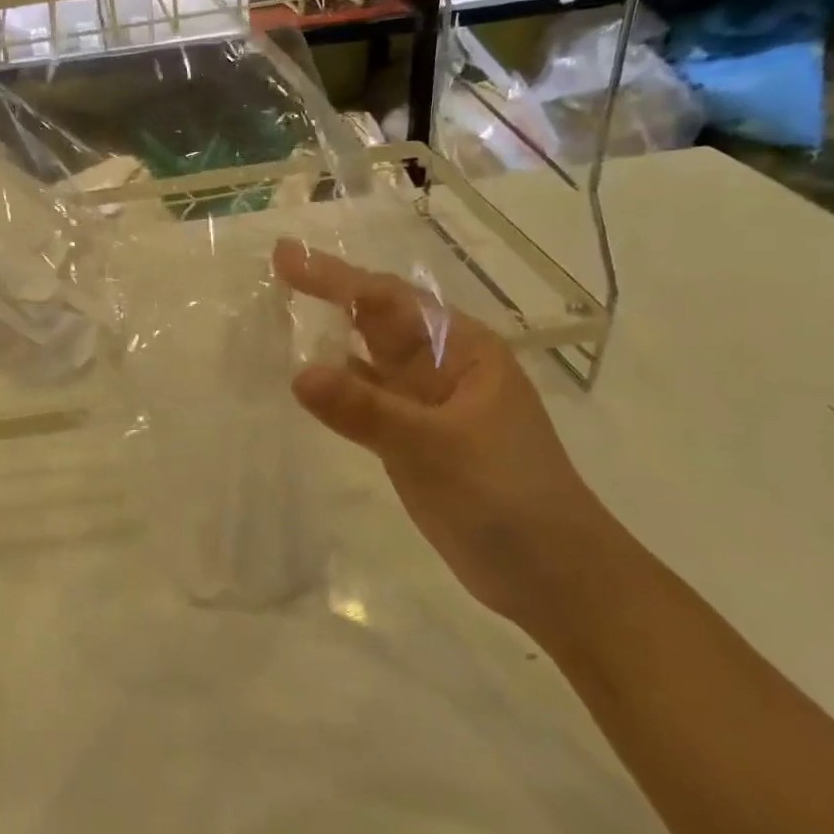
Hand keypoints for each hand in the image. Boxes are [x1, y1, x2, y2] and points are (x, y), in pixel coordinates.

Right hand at [274, 239, 612, 628]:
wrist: (553, 577)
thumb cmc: (507, 498)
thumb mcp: (434, 448)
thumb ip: (365, 410)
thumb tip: (299, 373)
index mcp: (462, 350)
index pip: (388, 301)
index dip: (335, 276)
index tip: (285, 255)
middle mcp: (443, 368)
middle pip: (379, 320)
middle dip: (332, 293)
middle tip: (280, 268)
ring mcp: (428, 406)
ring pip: (371, 359)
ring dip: (332, 336)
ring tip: (283, 313)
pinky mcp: (415, 441)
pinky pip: (368, 401)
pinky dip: (338, 388)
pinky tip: (307, 380)